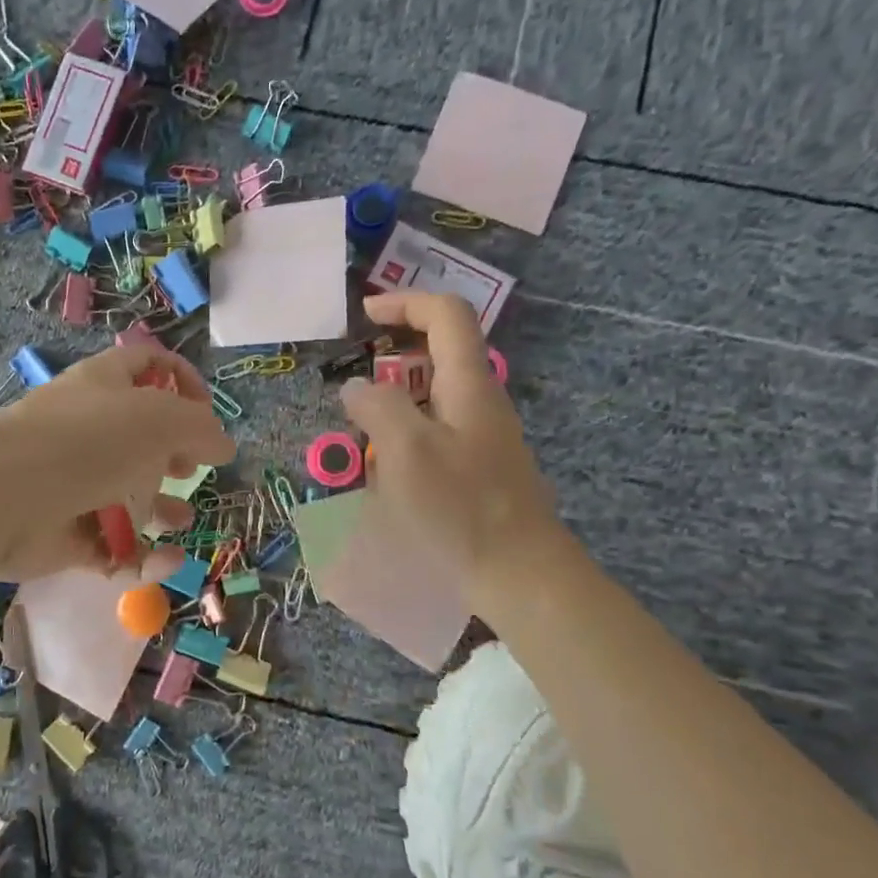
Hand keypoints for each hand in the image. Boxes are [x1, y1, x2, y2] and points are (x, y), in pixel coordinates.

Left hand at [0, 342, 236, 582]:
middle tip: (190, 468)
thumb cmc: (85, 442)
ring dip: (161, 508)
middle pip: (140, 435)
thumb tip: (223, 444)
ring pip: (128, 493)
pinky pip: (113, 543)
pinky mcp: (67, 532)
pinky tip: (166, 560)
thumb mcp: (158, 419)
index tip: (207, 412)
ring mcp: (74, 481)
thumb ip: (200, 428)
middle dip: (174, 453)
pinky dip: (142, 554)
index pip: (148, 363)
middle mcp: (88, 428)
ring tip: (180, 519)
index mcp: (105, 385)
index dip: (183, 380)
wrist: (2, 498)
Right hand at [340, 292, 567, 589]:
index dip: (405, 302)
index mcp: (469, 384)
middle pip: (442, 353)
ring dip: (396, 400)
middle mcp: (481, 402)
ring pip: (436, 397)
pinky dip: (407, 435)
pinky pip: (437, 433)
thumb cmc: (460, 508)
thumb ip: (378, 406)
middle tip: (356, 377)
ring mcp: (484, 437)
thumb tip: (357, 388)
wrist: (520, 575)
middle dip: (394, 355)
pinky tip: (385, 473)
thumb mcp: (407, 450)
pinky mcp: (480, 470)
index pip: (446, 314)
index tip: (365, 316)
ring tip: (362, 433)